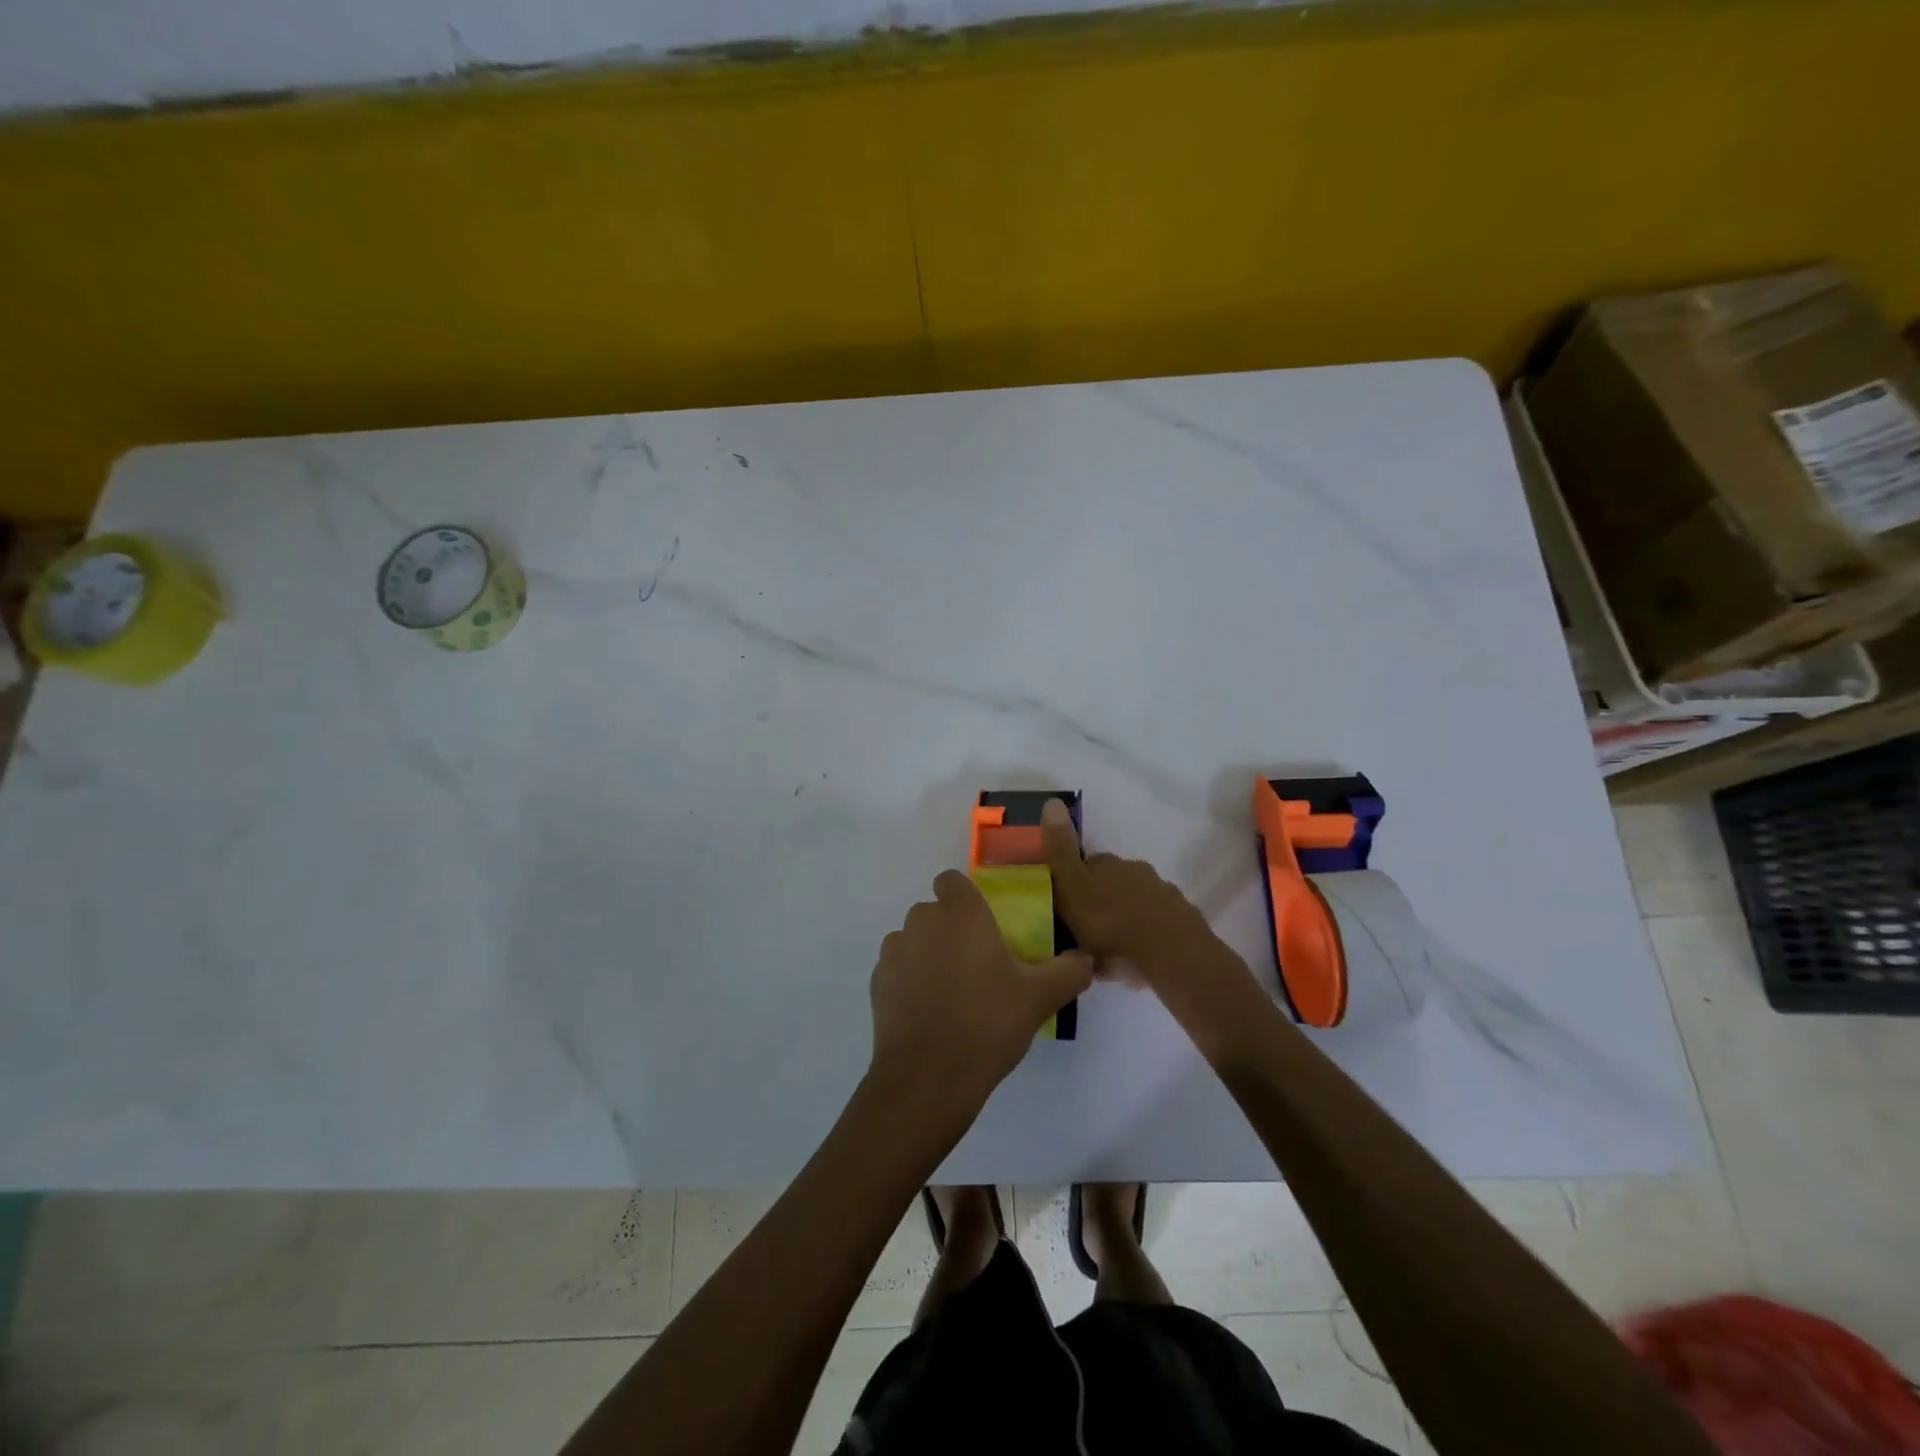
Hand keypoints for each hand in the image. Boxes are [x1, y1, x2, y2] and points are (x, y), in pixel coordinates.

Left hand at [868, 870, 1092, 1120]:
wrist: (928, 1077)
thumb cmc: (987, 1023)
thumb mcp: (1041, 997)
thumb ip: (1070, 970)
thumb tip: (1085, 959)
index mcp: (960, 913)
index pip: (952, 881)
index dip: (966, 898)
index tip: (985, 926)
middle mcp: (922, 921)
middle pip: (934, 912)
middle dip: (951, 929)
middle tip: (978, 966)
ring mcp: (894, 951)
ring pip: (913, 939)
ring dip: (928, 954)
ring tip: (952, 993)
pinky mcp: (877, 983)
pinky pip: (897, 969)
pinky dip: (910, 981)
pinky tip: (929, 1013)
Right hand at [1040, 799, 1218, 979]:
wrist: (1170, 954)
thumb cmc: (1110, 923)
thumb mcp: (1072, 887)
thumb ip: (1060, 850)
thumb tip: (1052, 801)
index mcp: (1108, 864)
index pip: (1085, 864)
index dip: (1073, 881)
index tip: (1063, 905)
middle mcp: (1136, 871)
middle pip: (1111, 882)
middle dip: (1100, 900)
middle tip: (1084, 932)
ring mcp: (1162, 895)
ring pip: (1134, 903)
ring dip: (1122, 918)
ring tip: (1109, 950)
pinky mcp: (1180, 921)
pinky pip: (1154, 925)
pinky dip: (1144, 936)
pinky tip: (1135, 958)